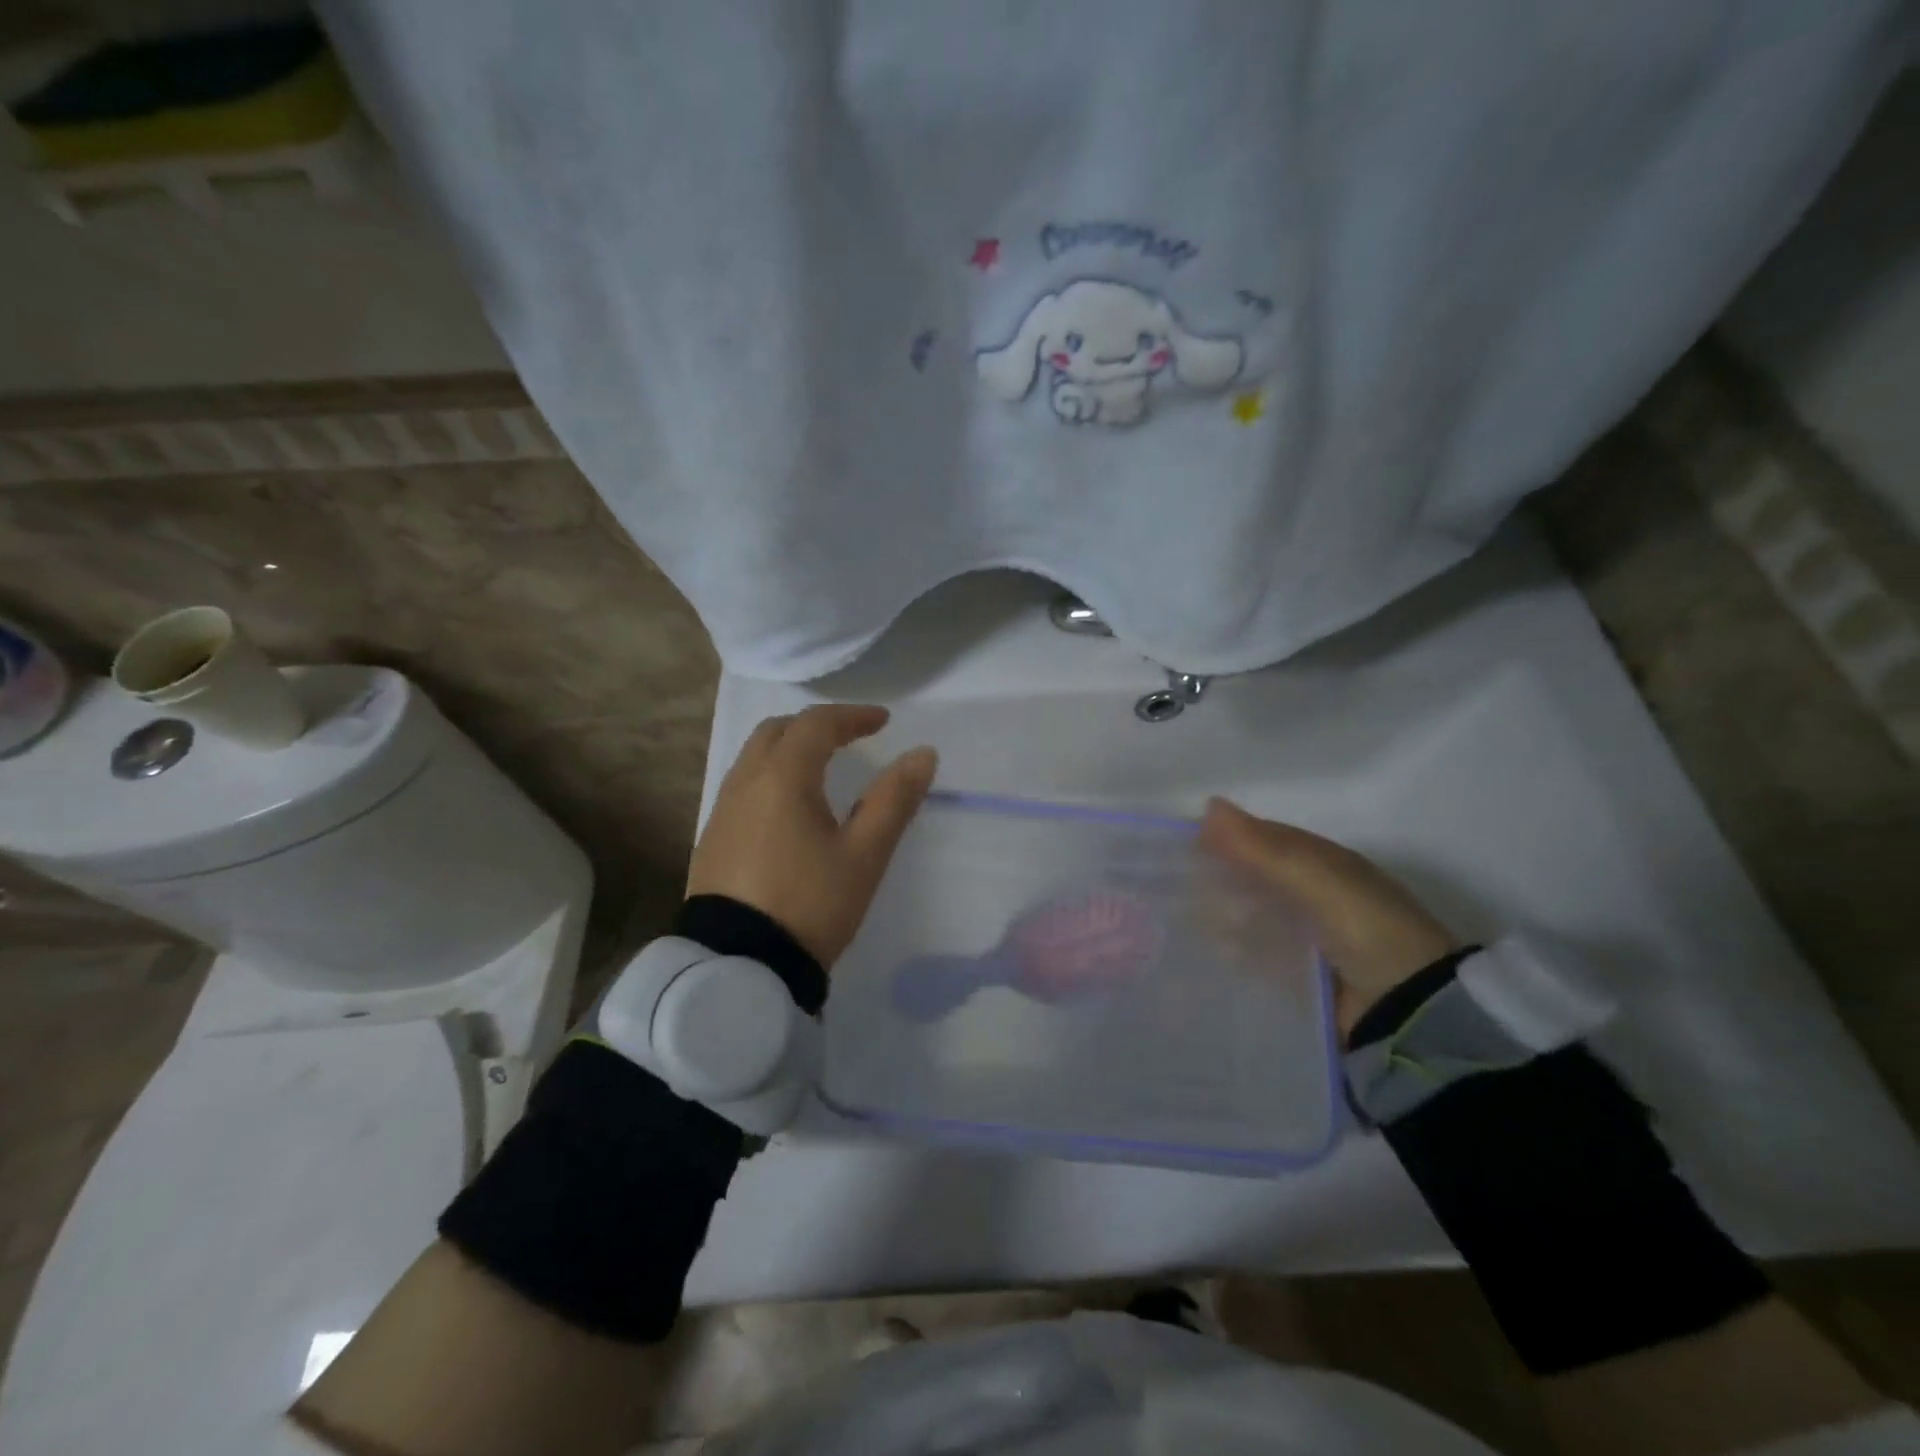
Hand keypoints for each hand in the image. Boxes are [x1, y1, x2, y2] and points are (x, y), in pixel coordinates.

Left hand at [688, 705, 937, 967]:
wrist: (739, 966)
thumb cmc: (810, 904)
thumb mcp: (864, 855)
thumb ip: (894, 800)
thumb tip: (923, 754)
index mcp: (783, 778)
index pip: (817, 724)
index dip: (852, 716)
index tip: (883, 721)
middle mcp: (745, 782)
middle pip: (777, 731)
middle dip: (816, 726)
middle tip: (849, 737)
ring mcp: (722, 811)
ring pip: (754, 757)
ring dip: (789, 748)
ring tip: (821, 767)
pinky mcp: (712, 839)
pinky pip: (743, 786)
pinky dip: (771, 776)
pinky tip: (788, 808)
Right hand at [1199, 798, 1456, 1034]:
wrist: (1409, 1009)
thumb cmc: (1366, 928)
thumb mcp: (1315, 878)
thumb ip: (1262, 848)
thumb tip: (1208, 806)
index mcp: (1325, 865)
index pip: (1266, 840)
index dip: (1227, 836)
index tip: (1183, 842)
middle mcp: (1316, 896)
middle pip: (1255, 878)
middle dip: (1220, 878)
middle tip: (1174, 884)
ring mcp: (1308, 938)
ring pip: (1252, 916)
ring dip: (1222, 915)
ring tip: (1181, 919)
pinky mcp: (1300, 976)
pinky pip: (1256, 955)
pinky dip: (1233, 951)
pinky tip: (1206, 951)